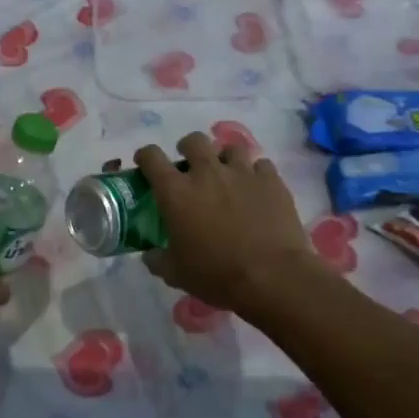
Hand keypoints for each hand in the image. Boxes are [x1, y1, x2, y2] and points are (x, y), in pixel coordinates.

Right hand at [131, 134, 325, 320]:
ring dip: (224, 158)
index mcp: (176, 192)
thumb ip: (158, 260)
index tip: (145, 163)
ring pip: (230, 148)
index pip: (152, 157)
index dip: (146, 156)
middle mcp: (206, 173)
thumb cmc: (217, 275)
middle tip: (190, 165)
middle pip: (193, 141)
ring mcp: (242, 172)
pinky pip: (261, 165)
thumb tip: (150, 255)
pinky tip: (256, 189)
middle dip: (188, 148)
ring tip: (227, 174)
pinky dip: (256, 174)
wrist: (272, 277)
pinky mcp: (271, 180)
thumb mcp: (176, 274)